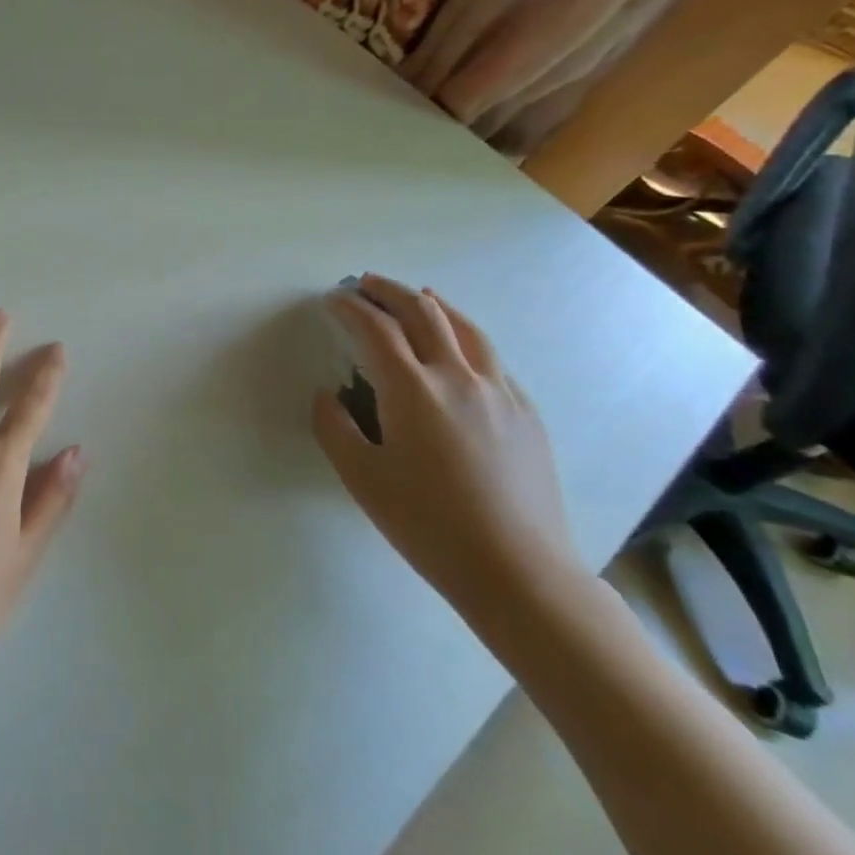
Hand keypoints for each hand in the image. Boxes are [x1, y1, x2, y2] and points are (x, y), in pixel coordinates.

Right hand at [312, 275, 583, 621]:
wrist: (517, 571)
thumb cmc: (428, 524)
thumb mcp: (361, 478)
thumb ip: (335, 428)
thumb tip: (328, 395)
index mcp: (412, 390)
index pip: (375, 329)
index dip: (350, 307)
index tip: (332, 299)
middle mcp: (458, 377)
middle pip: (422, 313)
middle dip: (389, 291)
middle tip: (365, 284)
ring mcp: (499, 392)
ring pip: (465, 328)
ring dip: (433, 304)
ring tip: (416, 295)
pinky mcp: (526, 413)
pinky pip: (492, 359)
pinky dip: (466, 337)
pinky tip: (460, 349)